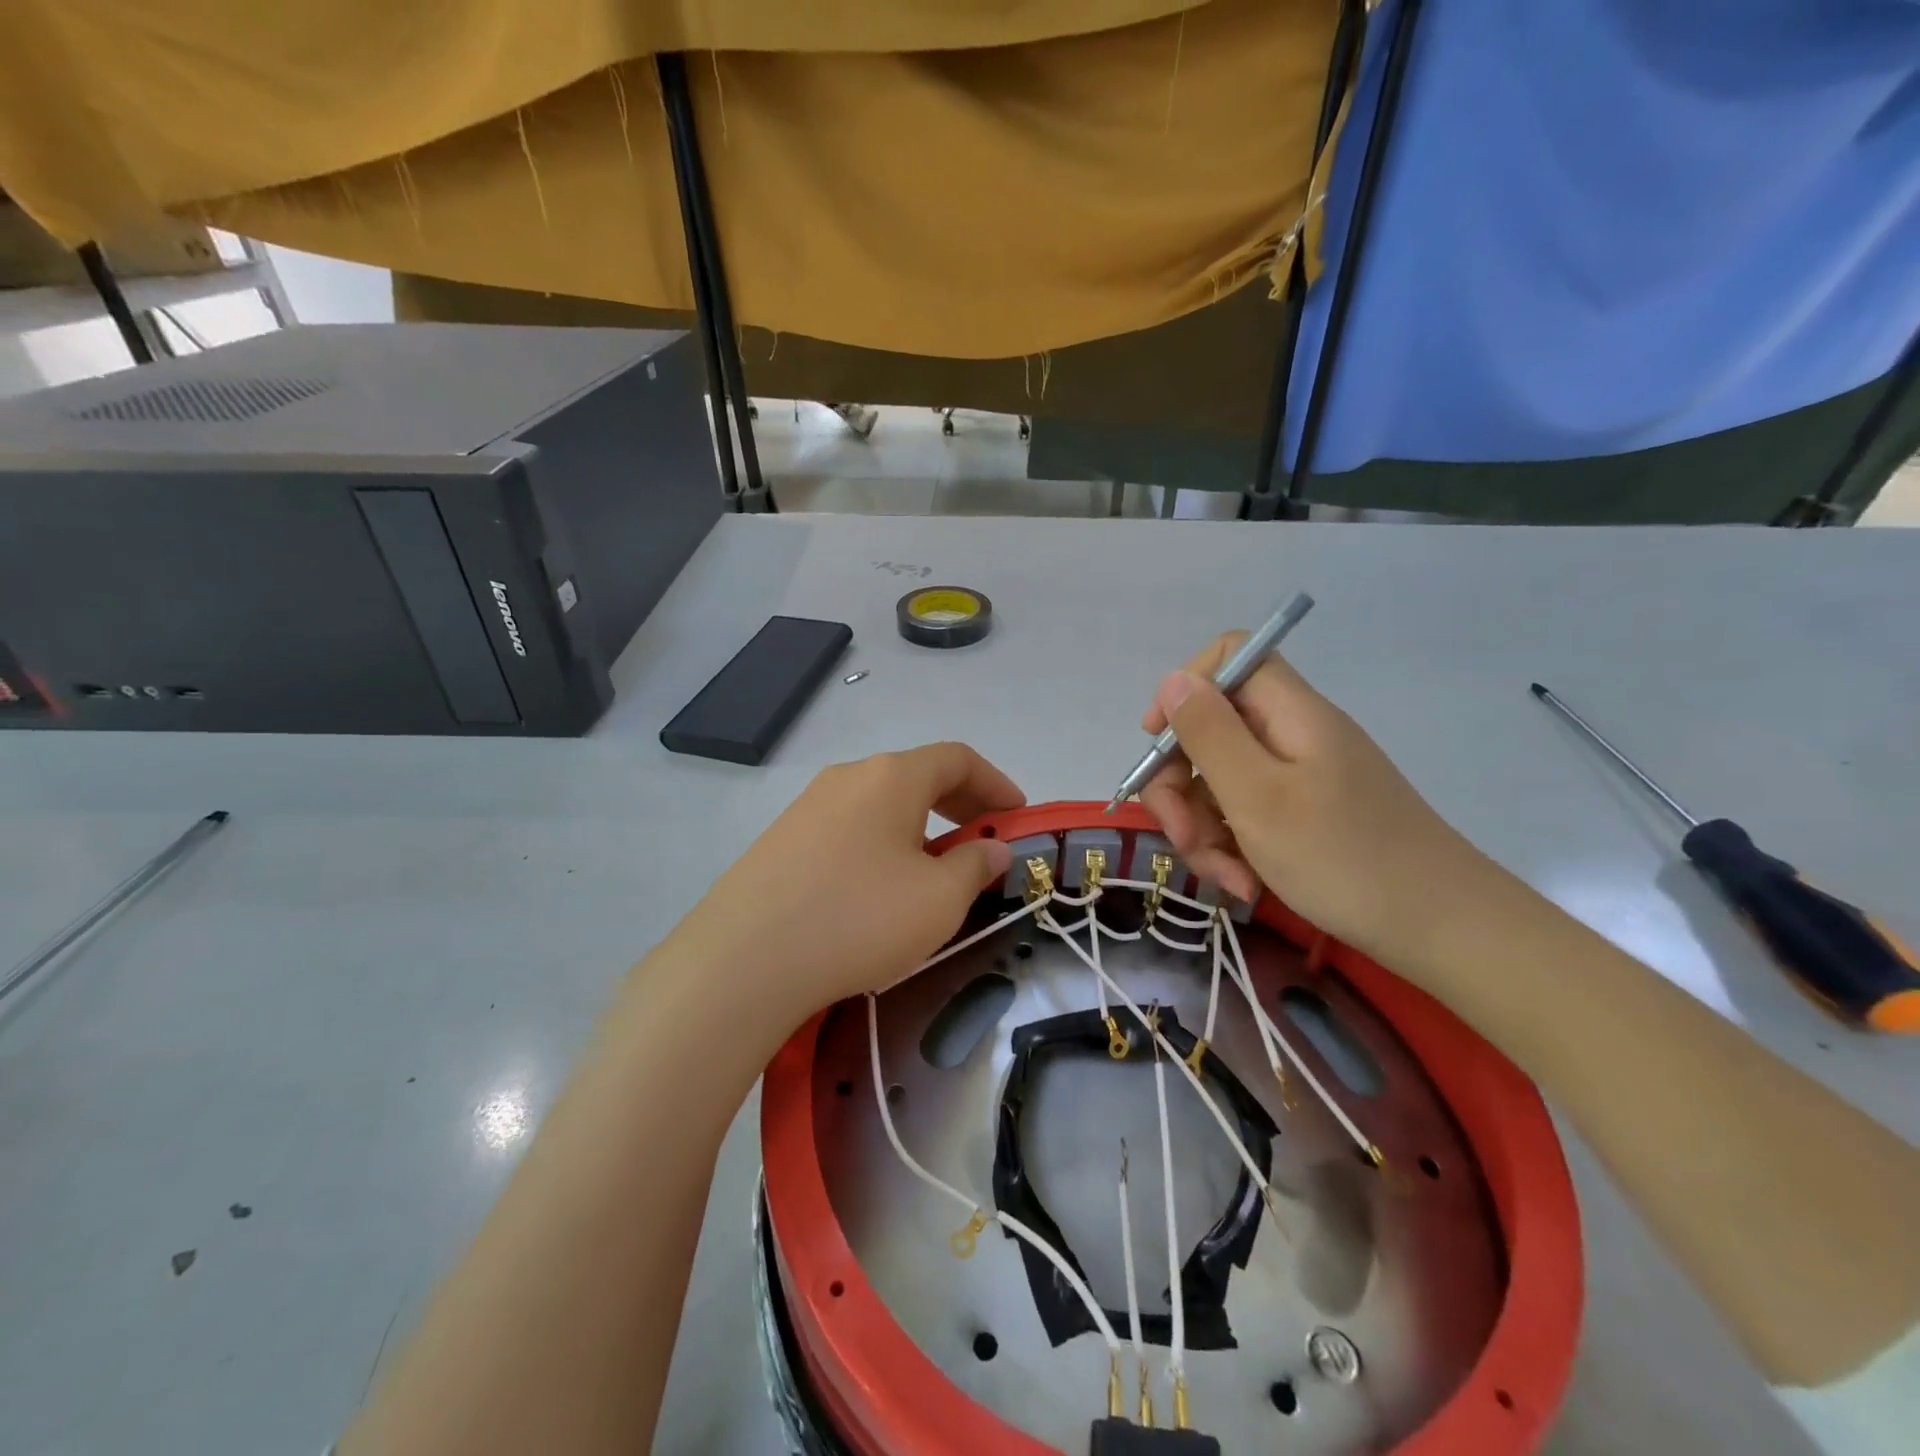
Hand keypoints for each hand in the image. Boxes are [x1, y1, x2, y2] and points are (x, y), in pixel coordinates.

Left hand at [659, 744, 1021, 1019]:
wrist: (743, 960)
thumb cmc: (858, 918)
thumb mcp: (938, 899)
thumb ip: (975, 865)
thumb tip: (991, 848)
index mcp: (892, 776)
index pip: (958, 758)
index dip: (996, 783)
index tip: (1017, 815)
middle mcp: (849, 776)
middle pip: (917, 775)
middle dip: (960, 804)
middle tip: (983, 840)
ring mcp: (808, 805)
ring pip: (881, 803)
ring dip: (919, 826)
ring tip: (933, 870)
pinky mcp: (782, 839)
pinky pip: (849, 828)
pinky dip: (882, 843)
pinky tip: (879, 888)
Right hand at [1138, 637, 1490, 966]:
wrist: (1444, 930)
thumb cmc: (1344, 858)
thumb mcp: (1258, 797)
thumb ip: (1209, 734)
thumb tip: (1174, 680)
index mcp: (1289, 714)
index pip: (1228, 659)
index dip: (1183, 691)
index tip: (1159, 744)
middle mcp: (1293, 736)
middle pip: (1212, 731)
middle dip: (1181, 786)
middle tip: (1183, 836)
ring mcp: (1302, 778)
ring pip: (1222, 782)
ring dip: (1204, 828)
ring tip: (1225, 878)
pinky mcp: (1307, 815)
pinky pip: (1248, 815)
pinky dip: (1234, 847)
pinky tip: (1244, 884)